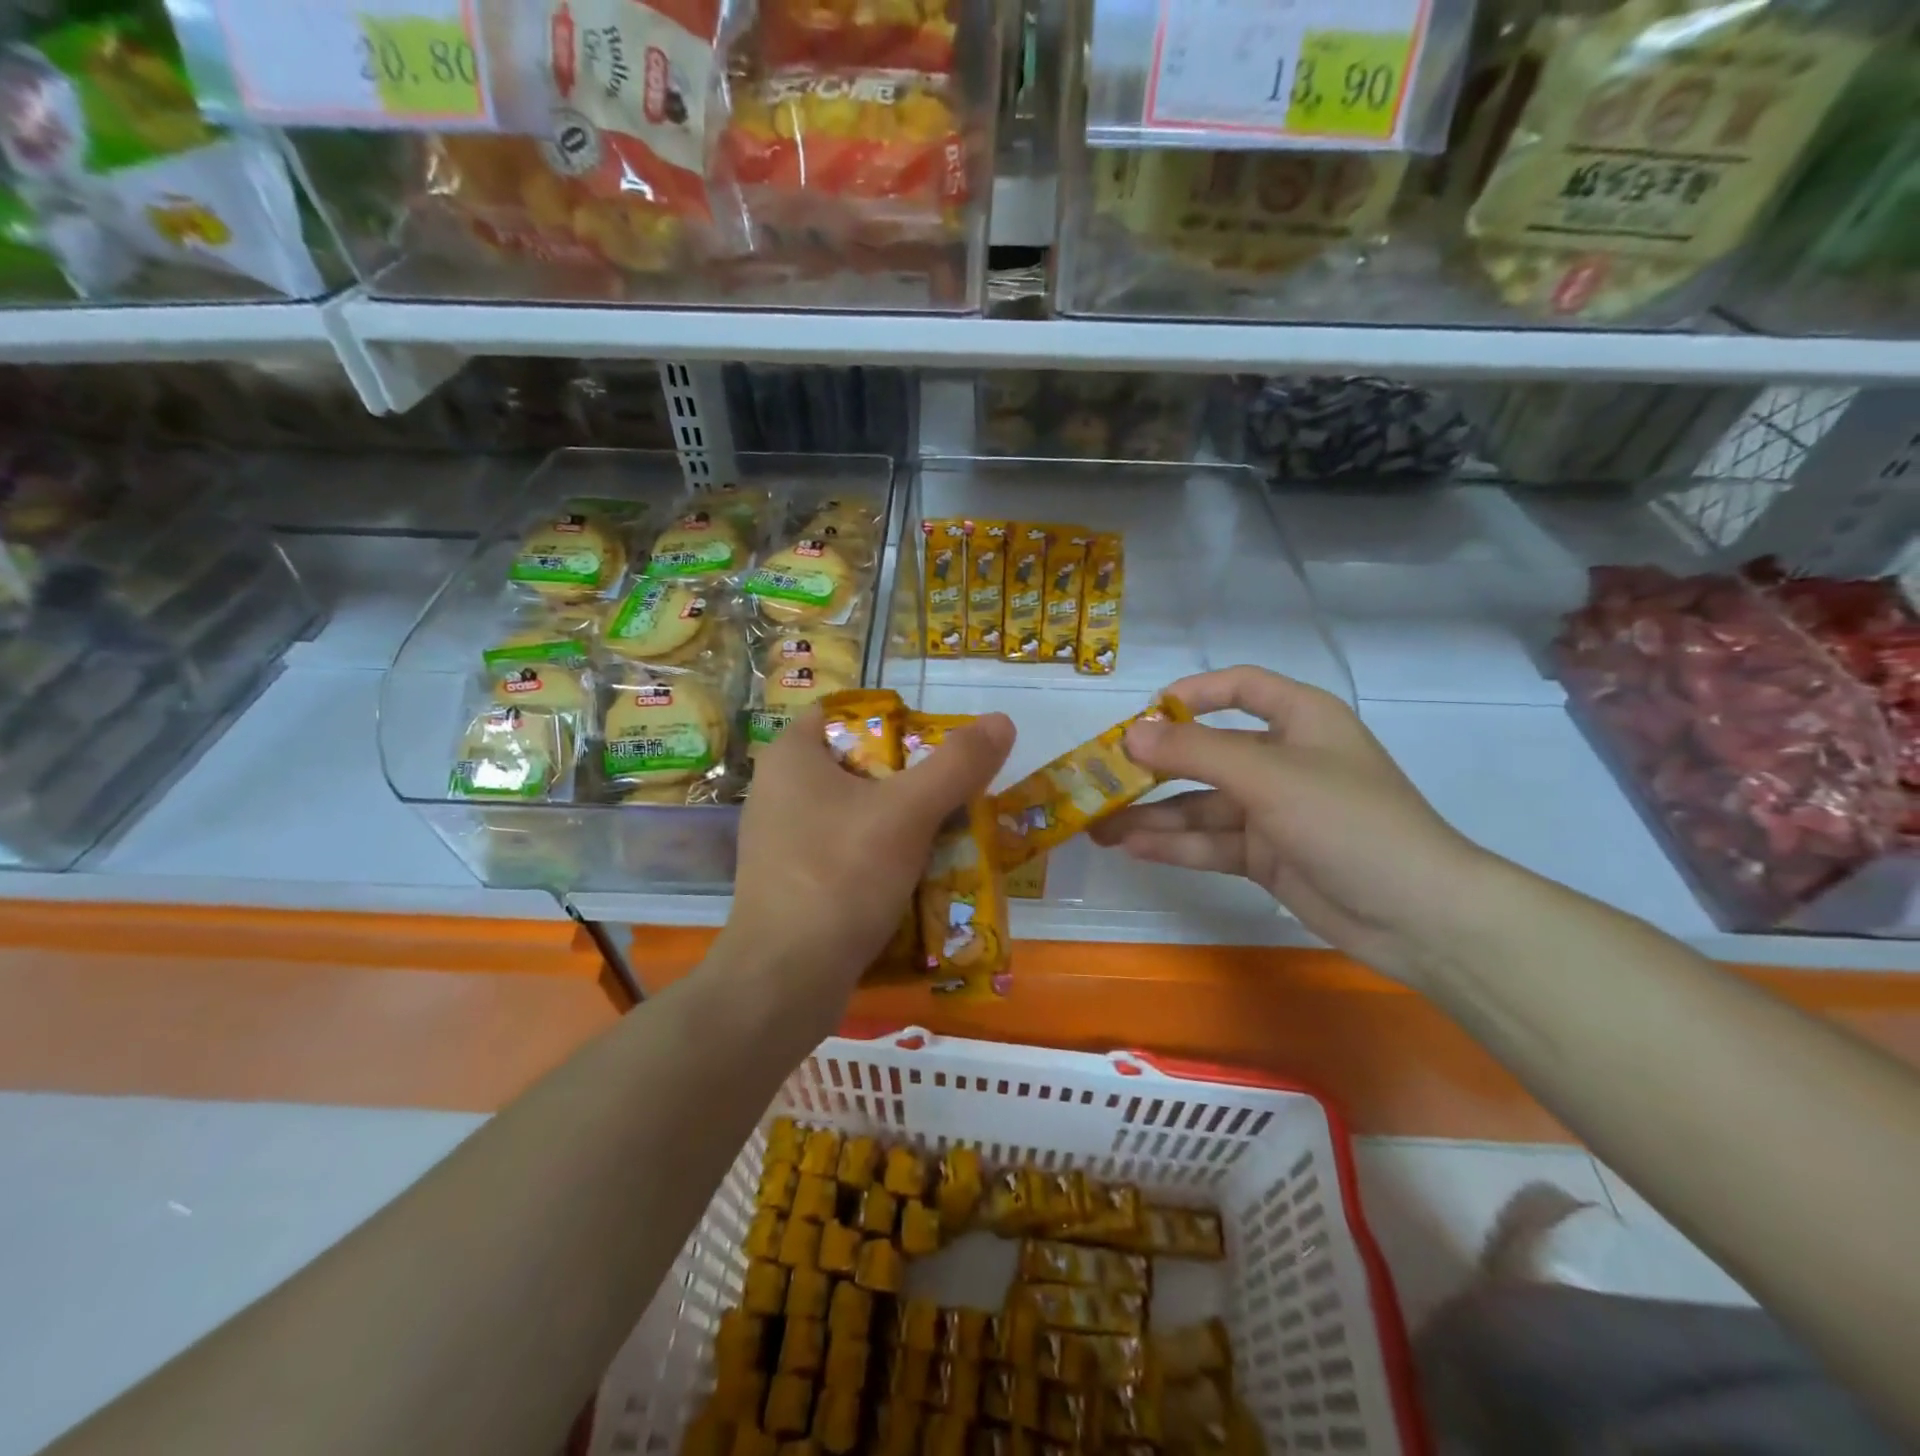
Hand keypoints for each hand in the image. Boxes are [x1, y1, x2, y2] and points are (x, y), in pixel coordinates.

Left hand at [717, 705, 1014, 1033]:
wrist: (785, 981)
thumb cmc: (841, 876)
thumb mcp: (908, 813)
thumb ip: (957, 765)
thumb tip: (1002, 721)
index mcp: (791, 757)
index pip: (845, 713)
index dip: (895, 721)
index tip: (936, 746)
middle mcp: (778, 791)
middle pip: (857, 765)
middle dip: (908, 778)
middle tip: (954, 791)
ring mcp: (781, 841)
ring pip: (854, 813)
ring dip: (899, 821)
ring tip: (947, 833)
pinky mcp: (791, 882)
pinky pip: (844, 852)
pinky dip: (879, 857)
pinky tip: (916, 875)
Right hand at [1090, 666, 1490, 979]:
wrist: (1418, 917)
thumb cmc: (1349, 821)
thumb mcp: (1270, 777)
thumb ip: (1196, 754)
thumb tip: (1130, 734)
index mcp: (1300, 719)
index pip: (1240, 688)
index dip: (1192, 695)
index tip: (1143, 716)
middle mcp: (1283, 759)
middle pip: (1207, 753)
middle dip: (1154, 767)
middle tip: (1100, 780)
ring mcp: (1273, 811)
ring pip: (1200, 805)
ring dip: (1152, 815)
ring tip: (1098, 826)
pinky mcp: (1266, 856)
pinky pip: (1210, 842)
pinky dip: (1174, 845)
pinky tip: (1132, 849)